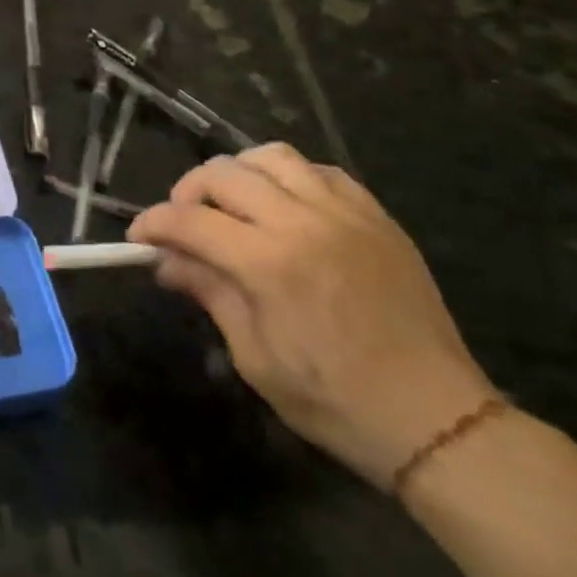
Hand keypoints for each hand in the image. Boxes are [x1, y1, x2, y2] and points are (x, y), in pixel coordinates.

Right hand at [129, 143, 495, 488]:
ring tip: (231, 203)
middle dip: (187, 192)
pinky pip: (321, 171)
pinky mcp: (376, 217)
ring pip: (271, 157)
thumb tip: (166, 261)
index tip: (139, 238)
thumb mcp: (254, 356)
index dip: (153, 224)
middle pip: (223, 174)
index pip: (189, 220)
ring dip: (237, 173)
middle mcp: (303, 222)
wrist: (437, 420)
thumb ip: (209, 293)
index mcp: (268, 263)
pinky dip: (289, 178)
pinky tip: (284, 206)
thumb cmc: (335, 400)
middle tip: (182, 223)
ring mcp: (345, 213)